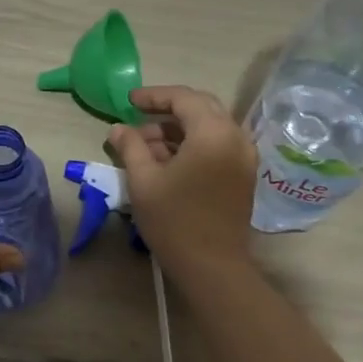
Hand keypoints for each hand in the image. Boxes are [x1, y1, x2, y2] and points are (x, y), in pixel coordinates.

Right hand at [109, 86, 257, 279]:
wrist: (211, 265)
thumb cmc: (173, 221)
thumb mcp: (143, 181)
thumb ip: (130, 147)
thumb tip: (118, 128)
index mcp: (213, 133)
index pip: (184, 98)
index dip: (154, 96)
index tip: (129, 101)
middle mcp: (236, 137)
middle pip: (201, 108)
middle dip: (168, 110)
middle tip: (138, 118)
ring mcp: (244, 156)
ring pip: (210, 127)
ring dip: (179, 129)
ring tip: (146, 145)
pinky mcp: (244, 174)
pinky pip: (218, 145)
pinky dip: (194, 144)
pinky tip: (168, 160)